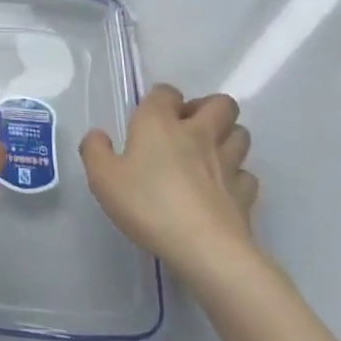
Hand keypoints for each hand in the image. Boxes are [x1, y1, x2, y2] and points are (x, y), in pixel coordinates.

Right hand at [80, 86, 258, 285]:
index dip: (161, 99)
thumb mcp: (103, 179)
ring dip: (227, 137)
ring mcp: (228, 163)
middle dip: (207, 108)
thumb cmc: (149, 205)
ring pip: (241, 134)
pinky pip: (246, 175)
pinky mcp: (245, 193)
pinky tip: (222, 189)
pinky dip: (237, 177)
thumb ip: (95, 151)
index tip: (150, 118)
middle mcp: (198, 133)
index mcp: (161, 123)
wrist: (204, 247)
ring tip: (208, 154)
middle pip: (220, 104)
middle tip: (188, 128)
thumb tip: (98, 136)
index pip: (167, 92)